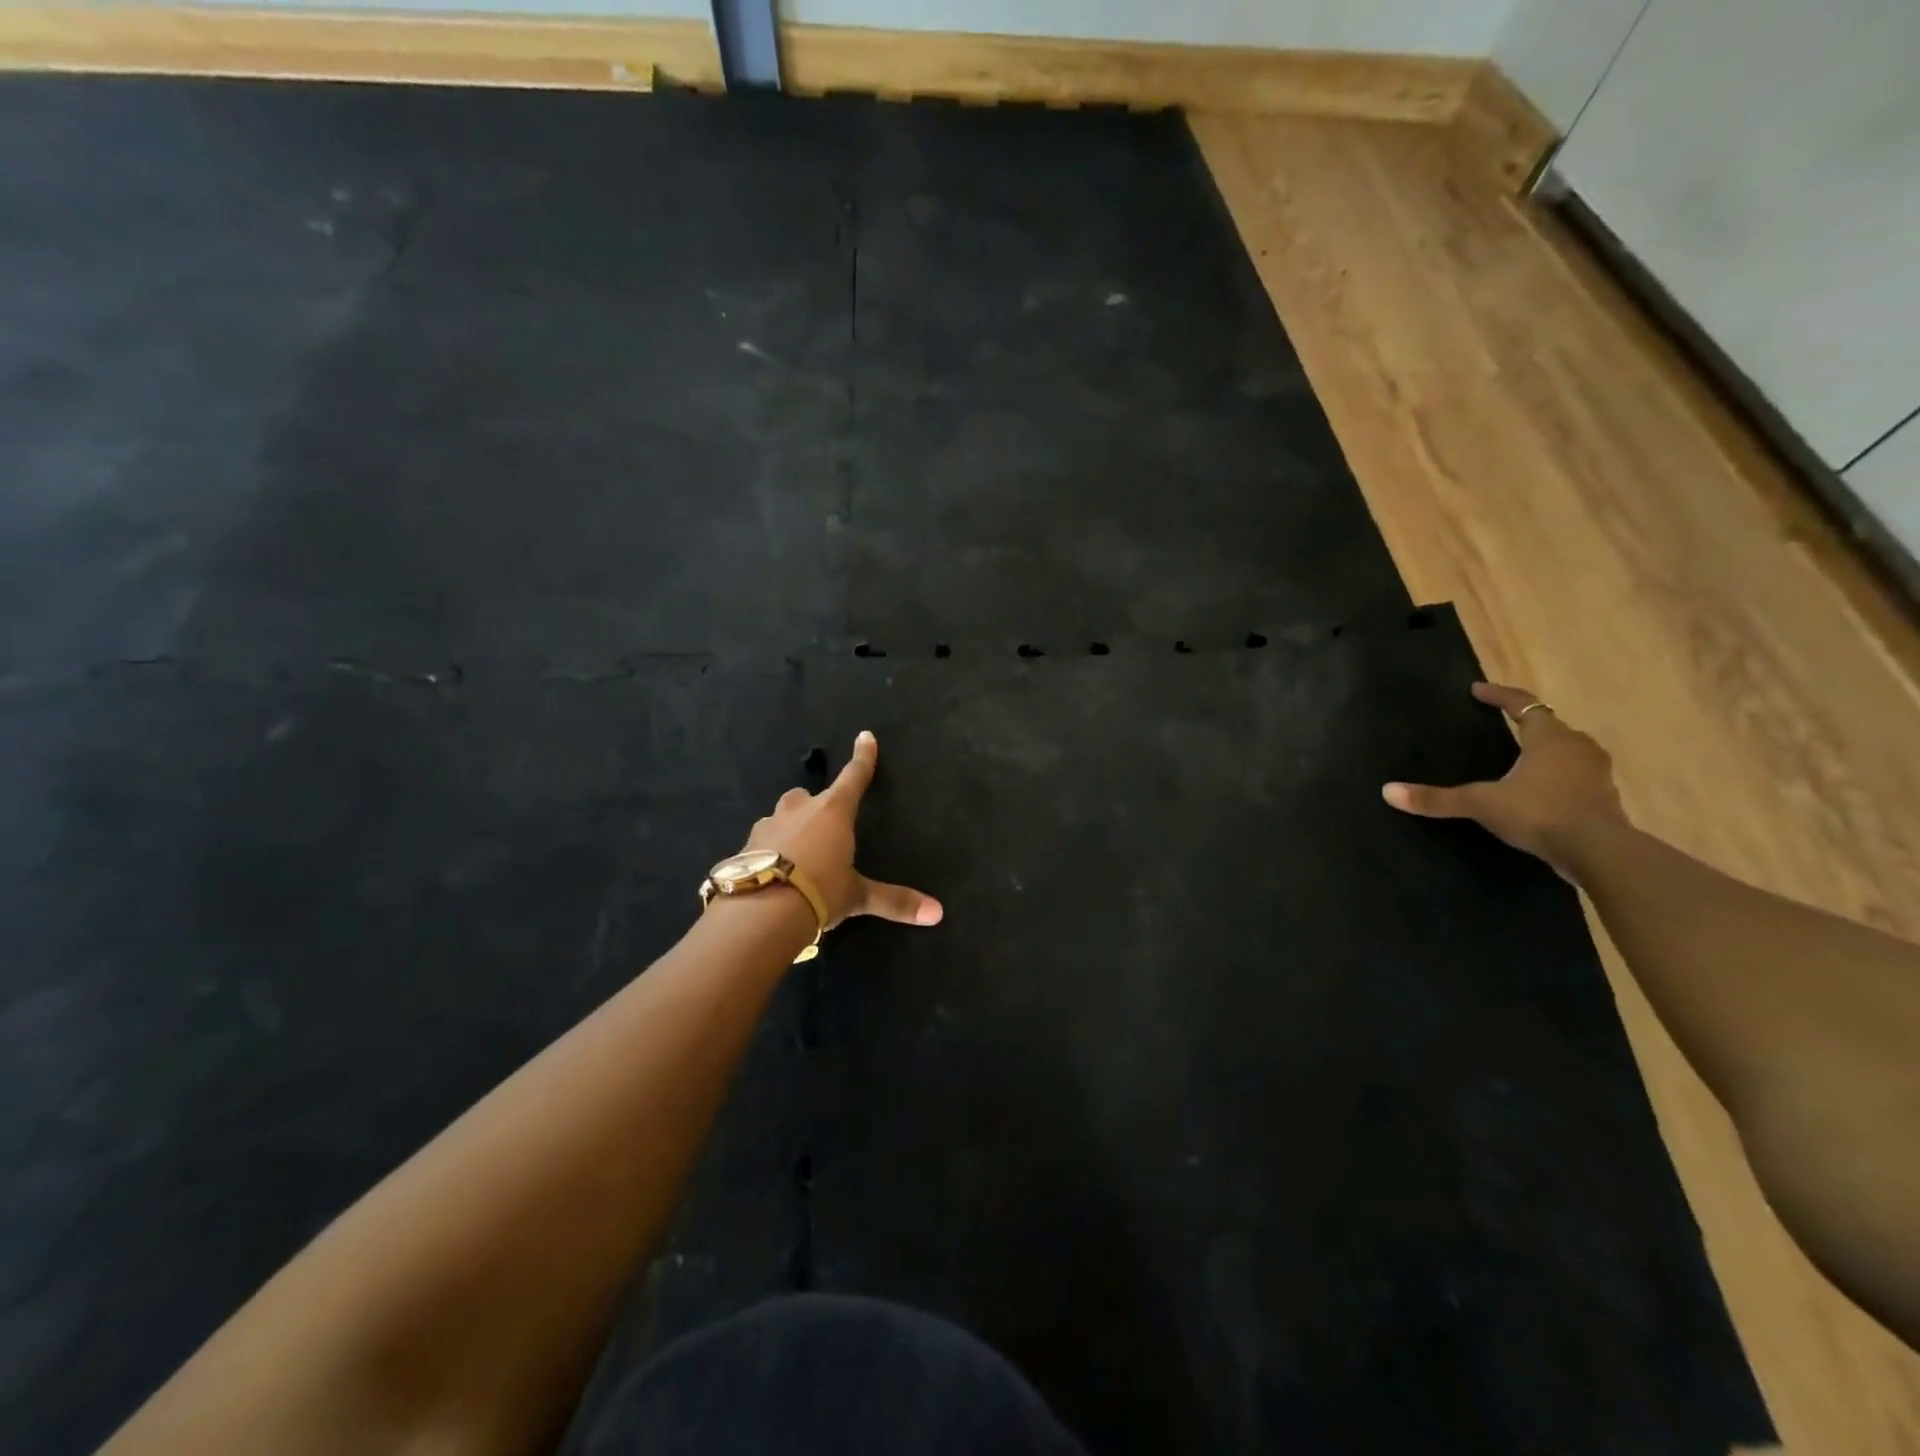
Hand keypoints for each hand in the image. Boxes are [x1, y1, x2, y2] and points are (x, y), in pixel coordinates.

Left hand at [740, 731, 942, 928]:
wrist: (759, 912)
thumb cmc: (819, 892)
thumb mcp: (856, 896)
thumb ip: (894, 900)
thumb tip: (937, 913)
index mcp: (833, 812)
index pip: (854, 777)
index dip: (863, 758)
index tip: (865, 736)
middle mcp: (798, 810)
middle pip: (806, 796)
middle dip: (813, 806)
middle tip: (821, 829)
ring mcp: (767, 826)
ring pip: (780, 818)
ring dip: (788, 830)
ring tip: (794, 857)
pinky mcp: (744, 846)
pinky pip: (760, 842)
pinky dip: (767, 851)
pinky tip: (771, 873)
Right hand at [1382, 682, 1628, 876]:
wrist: (1601, 853)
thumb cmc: (1540, 814)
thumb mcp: (1481, 804)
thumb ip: (1437, 799)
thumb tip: (1388, 792)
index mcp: (1549, 738)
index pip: (1523, 705)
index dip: (1499, 696)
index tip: (1477, 690)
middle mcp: (1577, 747)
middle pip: (1549, 725)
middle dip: (1525, 722)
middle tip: (1500, 723)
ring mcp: (1596, 773)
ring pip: (1567, 750)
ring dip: (1545, 749)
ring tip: (1520, 757)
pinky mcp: (1604, 798)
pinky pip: (1576, 775)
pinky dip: (1557, 775)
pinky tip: (1540, 790)